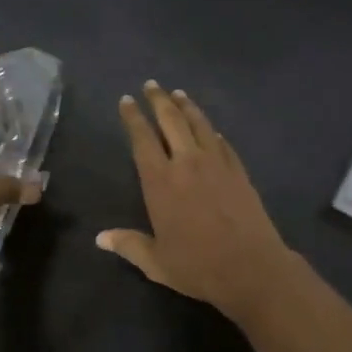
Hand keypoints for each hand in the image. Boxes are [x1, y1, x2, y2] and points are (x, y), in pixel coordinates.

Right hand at [98, 82, 298, 319]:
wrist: (251, 267)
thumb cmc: (197, 266)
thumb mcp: (156, 262)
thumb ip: (128, 245)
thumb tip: (100, 238)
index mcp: (161, 182)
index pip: (142, 140)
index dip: (133, 118)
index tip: (126, 100)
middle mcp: (187, 163)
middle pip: (171, 121)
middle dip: (159, 100)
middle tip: (151, 84)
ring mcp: (217, 164)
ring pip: (199, 125)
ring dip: (187, 106)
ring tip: (178, 94)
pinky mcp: (239, 171)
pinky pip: (223, 143)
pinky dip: (213, 132)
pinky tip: (211, 129)